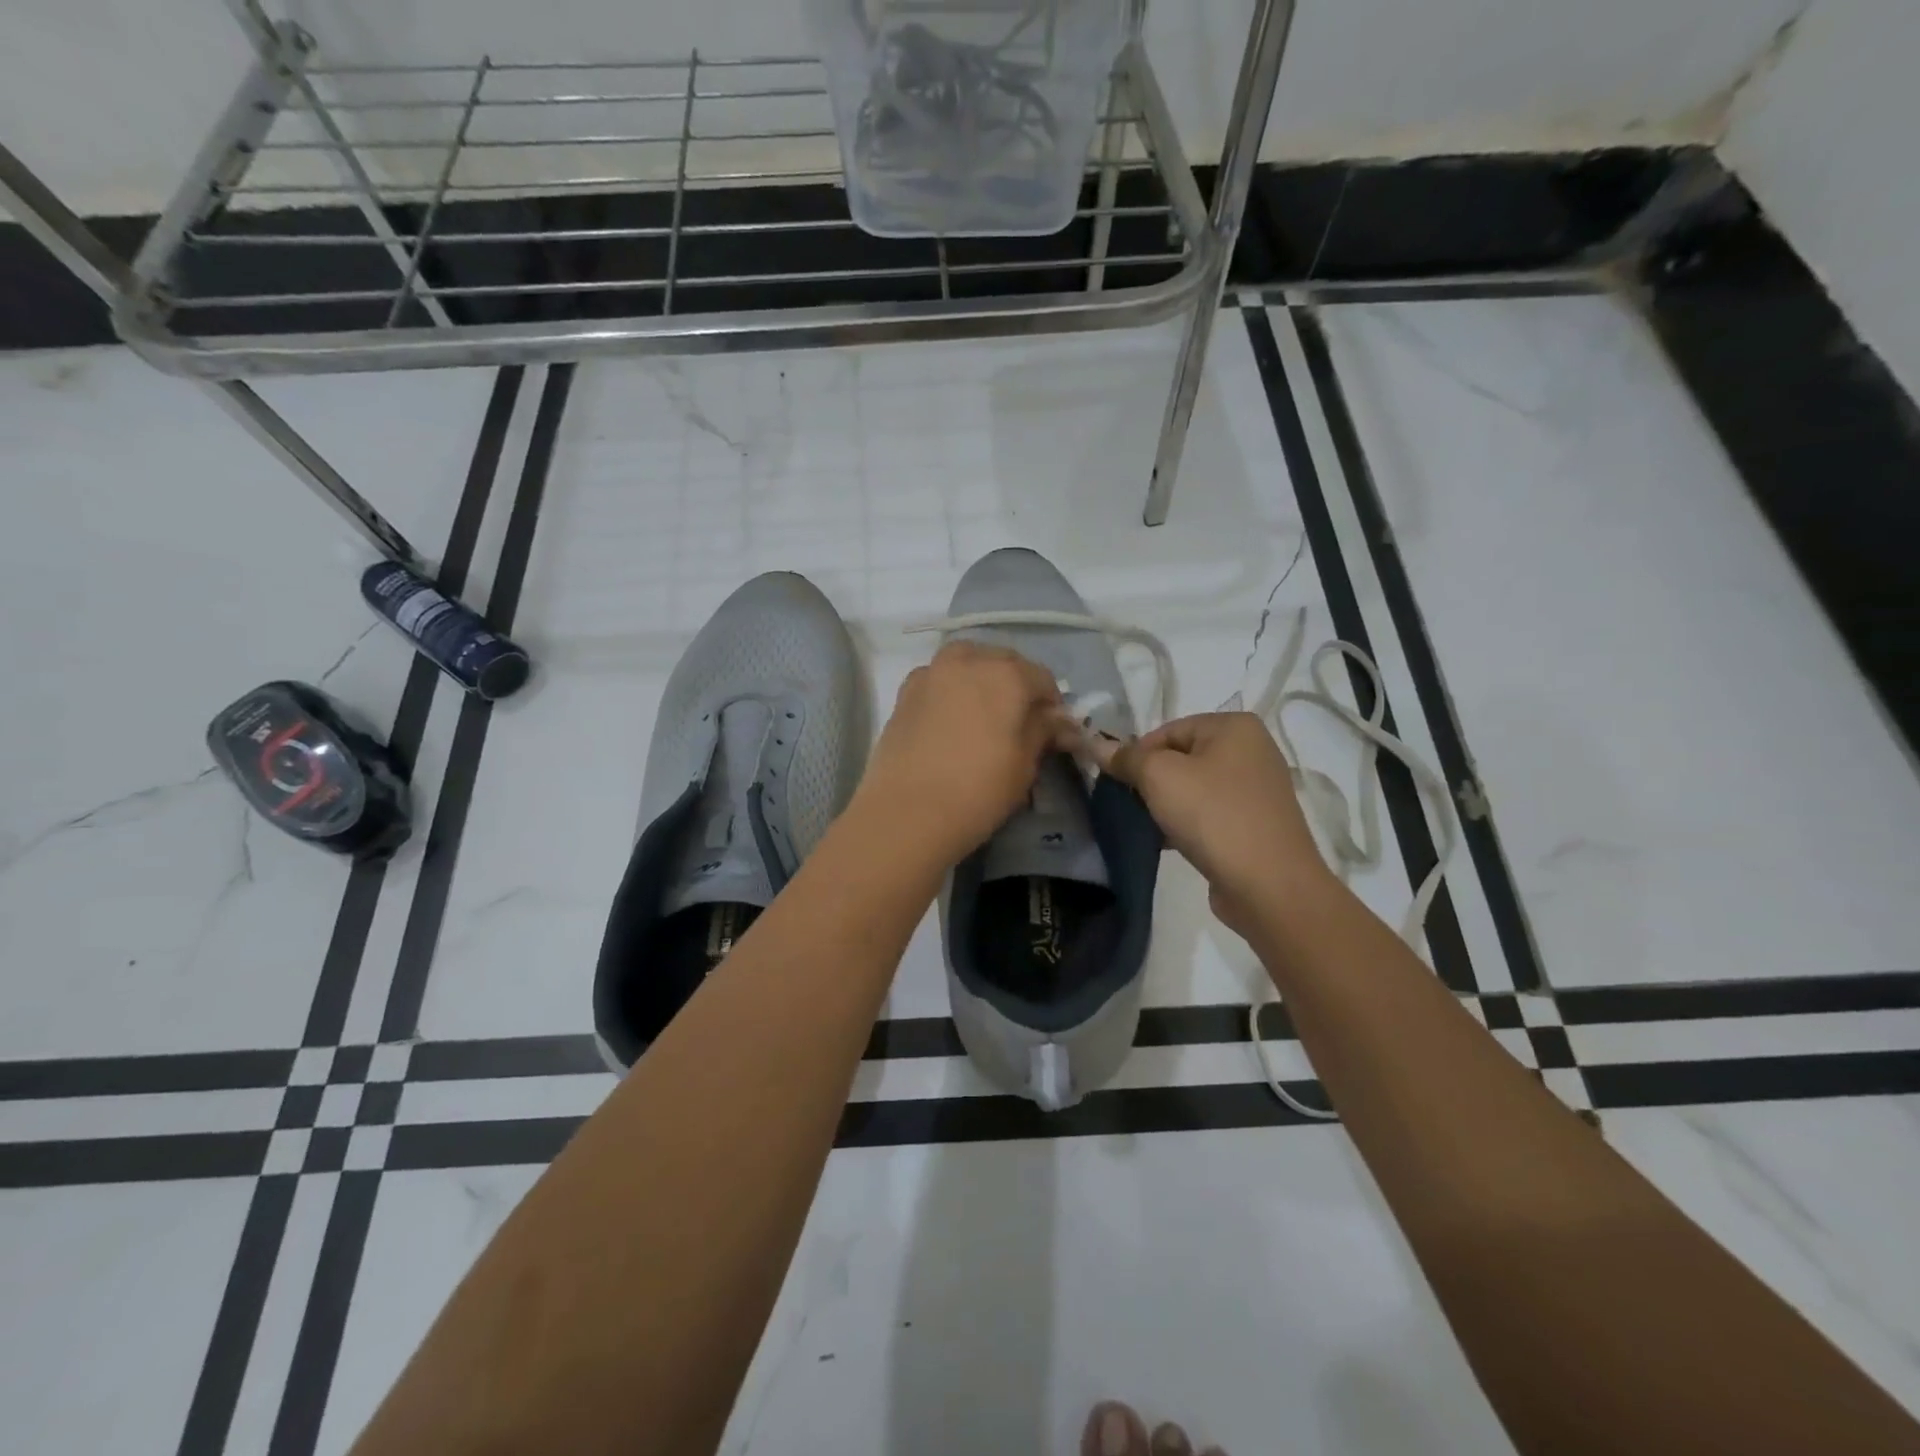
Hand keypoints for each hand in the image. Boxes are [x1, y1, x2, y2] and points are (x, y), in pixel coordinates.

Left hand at [853, 641, 1076, 867]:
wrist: (906, 812)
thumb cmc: (978, 790)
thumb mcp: (1024, 765)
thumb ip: (1043, 731)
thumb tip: (1058, 720)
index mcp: (1007, 674)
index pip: (1042, 678)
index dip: (1052, 704)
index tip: (1054, 730)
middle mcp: (969, 661)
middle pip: (1004, 661)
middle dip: (1017, 684)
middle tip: (1020, 720)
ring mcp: (931, 672)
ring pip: (967, 662)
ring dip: (982, 677)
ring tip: (985, 712)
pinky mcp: (905, 692)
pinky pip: (938, 678)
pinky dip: (951, 688)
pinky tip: (951, 716)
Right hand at [1091, 712, 1333, 936]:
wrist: (1269, 885)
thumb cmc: (1213, 816)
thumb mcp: (1160, 777)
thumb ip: (1127, 758)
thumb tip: (1097, 746)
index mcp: (1234, 726)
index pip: (1167, 730)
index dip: (1137, 755)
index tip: (1119, 784)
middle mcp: (1252, 750)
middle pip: (1181, 758)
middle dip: (1151, 781)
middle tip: (1131, 806)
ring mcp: (1257, 789)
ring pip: (1193, 788)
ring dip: (1166, 805)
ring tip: (1148, 827)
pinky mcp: (1255, 823)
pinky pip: (1209, 813)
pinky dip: (1187, 823)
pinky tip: (1169, 842)